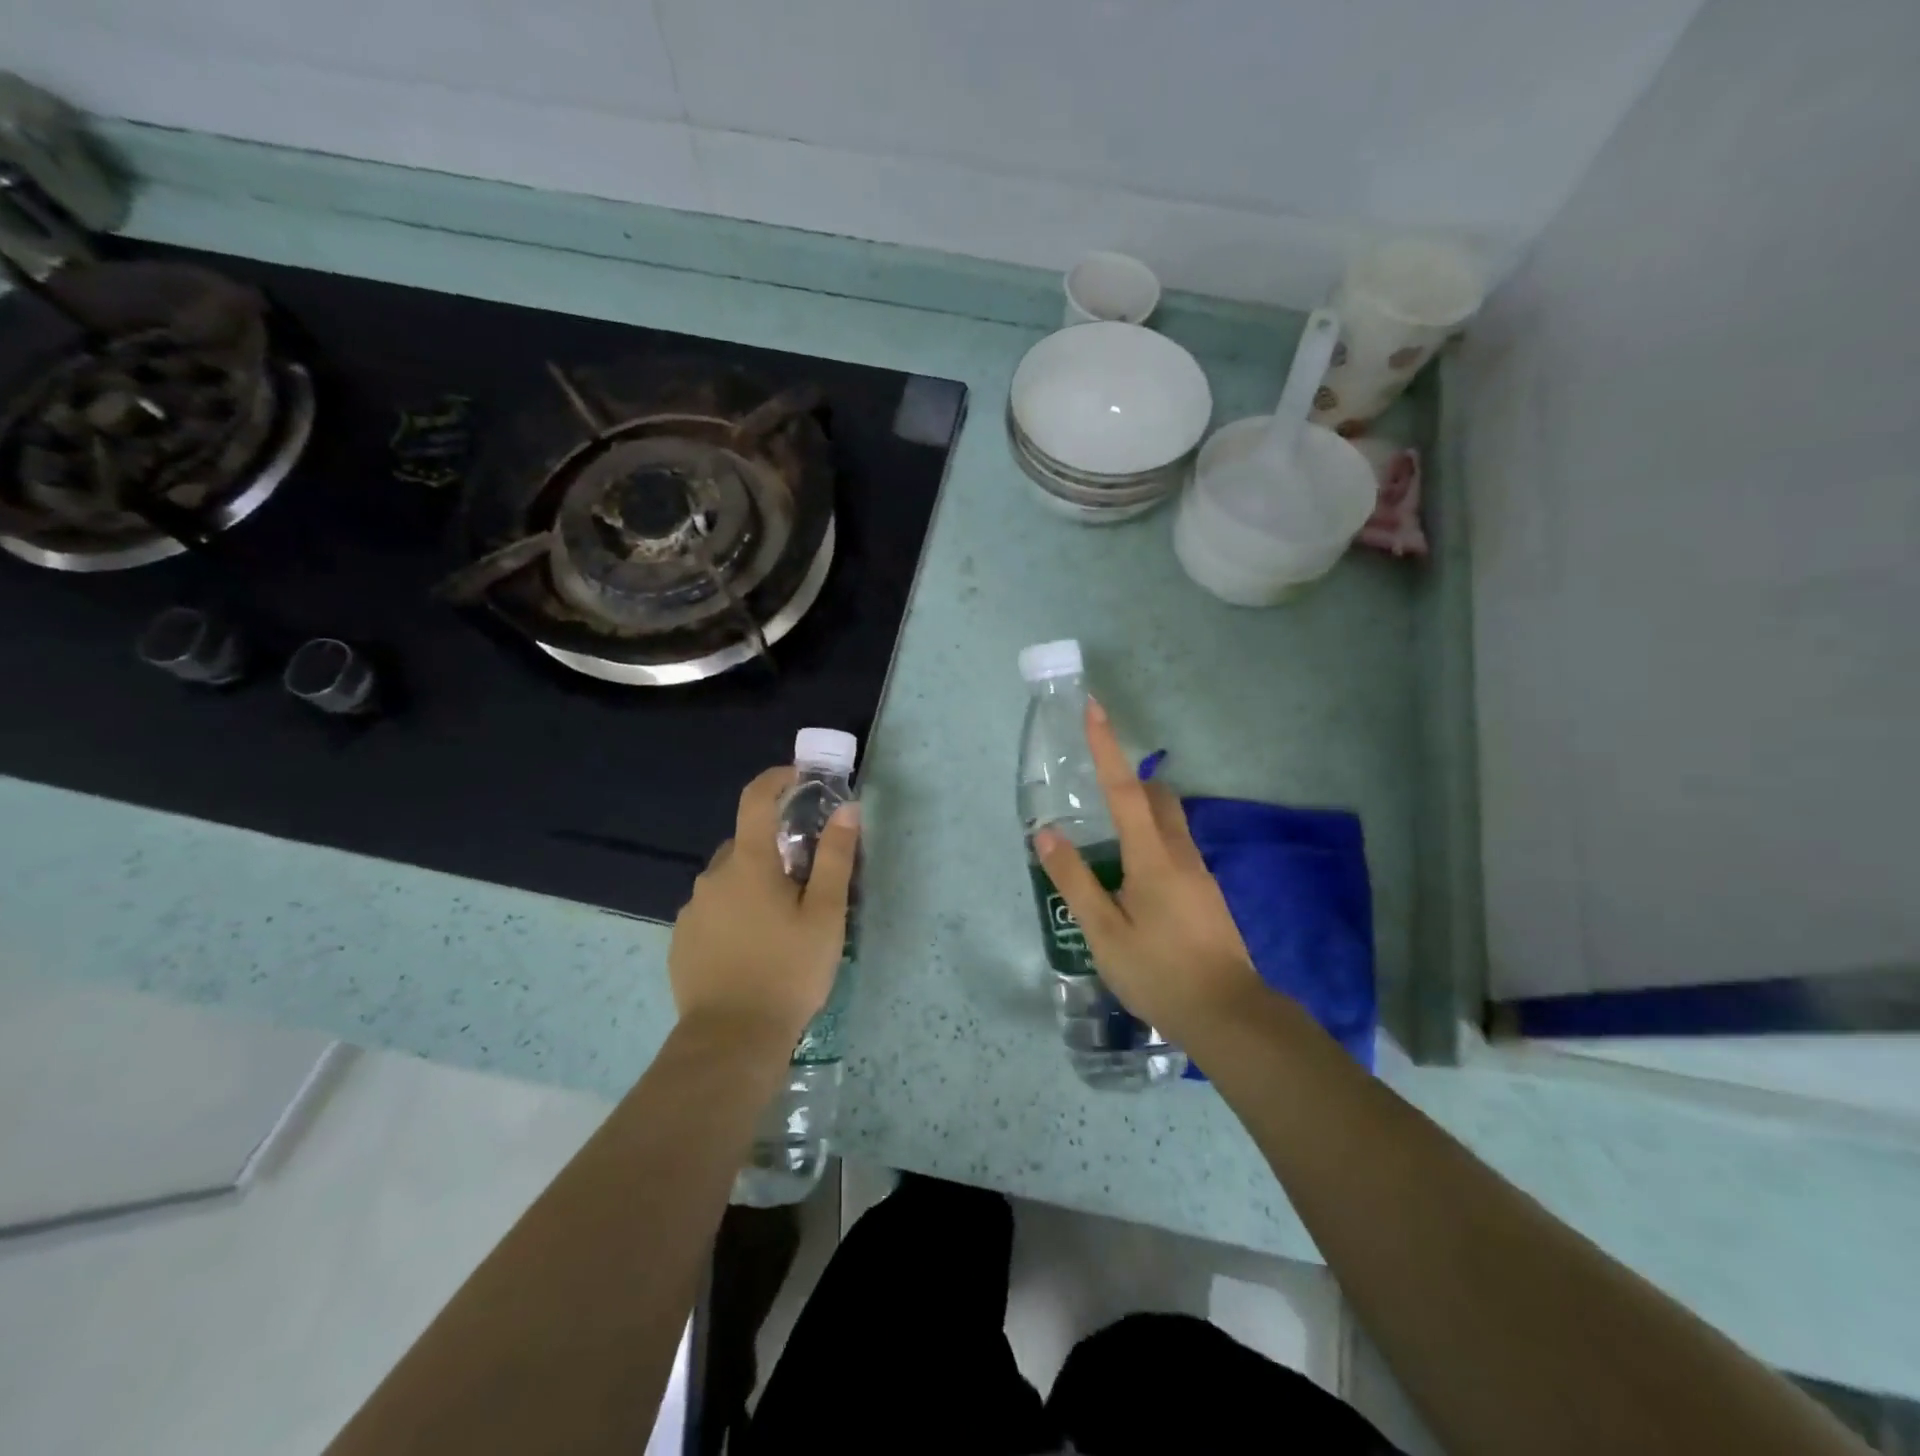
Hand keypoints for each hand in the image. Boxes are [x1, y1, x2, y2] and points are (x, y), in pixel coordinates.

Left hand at [669, 766, 859, 1050]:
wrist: (731, 1040)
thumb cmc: (788, 971)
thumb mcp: (826, 915)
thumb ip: (836, 857)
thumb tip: (846, 809)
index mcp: (749, 863)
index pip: (756, 799)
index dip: (777, 779)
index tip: (800, 779)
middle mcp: (713, 876)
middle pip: (746, 843)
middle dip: (775, 848)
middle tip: (806, 878)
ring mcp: (692, 909)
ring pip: (729, 879)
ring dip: (754, 884)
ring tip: (782, 922)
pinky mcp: (682, 940)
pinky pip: (713, 909)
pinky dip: (735, 912)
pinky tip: (753, 947)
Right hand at [1033, 700, 1264, 1046]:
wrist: (1228, 1016)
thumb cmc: (1158, 972)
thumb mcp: (1102, 931)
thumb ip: (1073, 880)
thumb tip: (1047, 834)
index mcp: (1153, 856)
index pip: (1125, 788)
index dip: (1107, 746)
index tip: (1094, 707)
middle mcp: (1181, 854)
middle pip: (1156, 798)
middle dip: (1128, 780)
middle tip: (1094, 792)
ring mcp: (1199, 874)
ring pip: (1169, 824)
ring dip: (1140, 814)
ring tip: (1106, 846)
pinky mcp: (1207, 895)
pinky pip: (1176, 850)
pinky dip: (1151, 843)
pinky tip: (1132, 884)